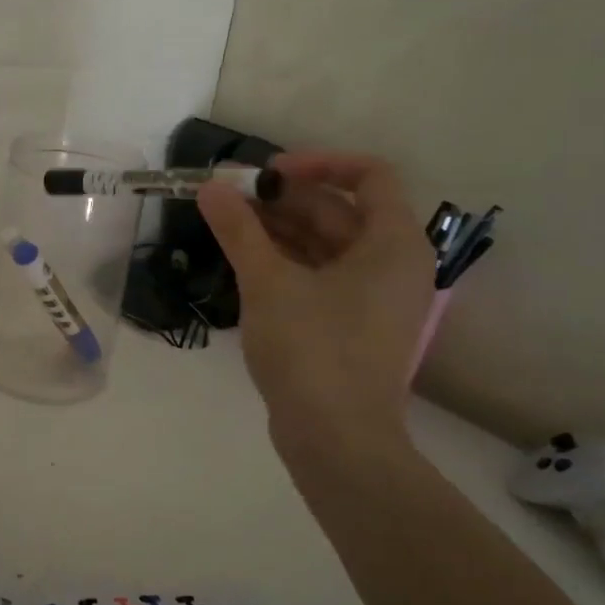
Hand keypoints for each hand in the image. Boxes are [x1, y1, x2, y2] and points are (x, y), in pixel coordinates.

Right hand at [197, 152, 433, 466]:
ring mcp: (375, 298)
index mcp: (393, 243)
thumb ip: (239, 229)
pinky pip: (323, 275)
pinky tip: (246, 260)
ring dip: (280, 229)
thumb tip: (210, 186)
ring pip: (327, 245)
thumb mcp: (268, 282)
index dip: (318, 163)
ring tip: (229, 224)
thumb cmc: (312, 350)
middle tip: (230, 198)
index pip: (369, 175)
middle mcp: (394, 265)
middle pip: (340, 210)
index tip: (267, 173)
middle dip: (284, 199)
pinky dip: (288, 261)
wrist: (337, 441)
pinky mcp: (354, 326)